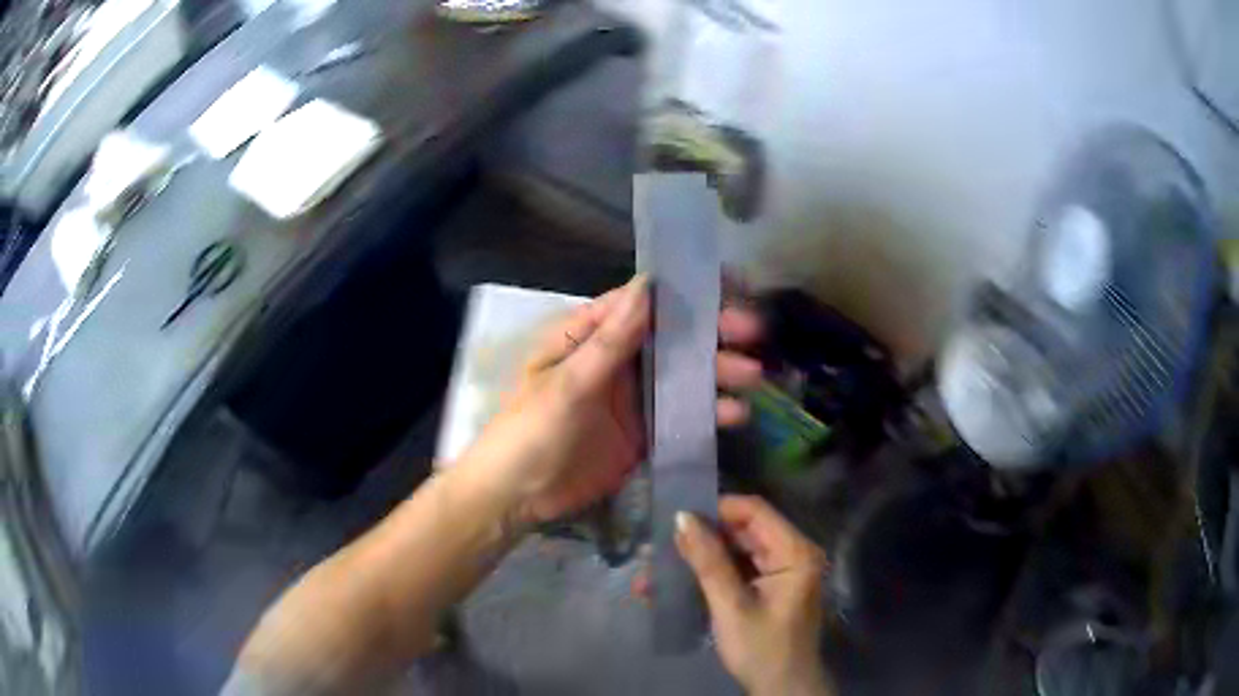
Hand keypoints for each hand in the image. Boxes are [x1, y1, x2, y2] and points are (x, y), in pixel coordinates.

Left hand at [462, 276, 764, 525]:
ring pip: (682, 376)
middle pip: (670, 338)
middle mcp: (615, 360)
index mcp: (588, 336)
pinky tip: (734, 415)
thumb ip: (610, 340)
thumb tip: (647, 285)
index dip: (683, 294)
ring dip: (717, 373)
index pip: (641, 304)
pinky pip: (681, 415)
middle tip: (753, 332)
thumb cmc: (530, 432)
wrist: (516, 498)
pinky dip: (708, 413)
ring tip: (752, 378)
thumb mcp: (568, 384)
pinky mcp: (644, 432)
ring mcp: (632, 398)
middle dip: (711, 334)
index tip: (729, 287)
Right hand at [676, 496, 832, 695]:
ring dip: (697, 560)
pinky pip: (735, 571)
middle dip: (700, 539)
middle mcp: (791, 554)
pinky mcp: (767, 588)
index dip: (717, 510)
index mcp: (795, 552)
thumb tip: (681, 518)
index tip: (677, 520)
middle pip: (742, 531)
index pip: (755, 511)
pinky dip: (707, 576)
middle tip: (658, 547)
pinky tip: (673, 585)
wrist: (781, 690)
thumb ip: (708, 561)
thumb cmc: (762, 649)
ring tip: (654, 569)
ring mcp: (779, 572)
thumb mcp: (731, 606)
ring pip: (734, 551)